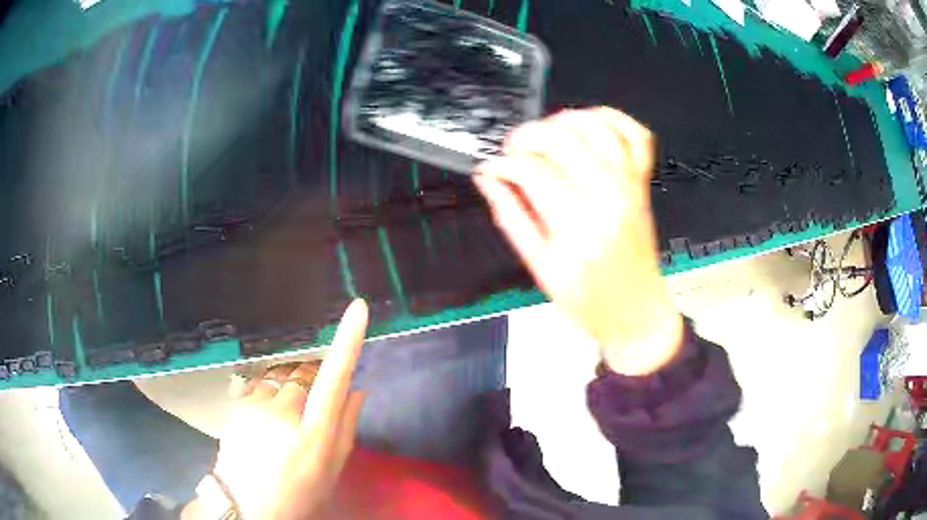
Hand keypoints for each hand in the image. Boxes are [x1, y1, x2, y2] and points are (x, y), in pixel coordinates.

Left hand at [184, 299, 368, 519]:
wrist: (247, 505)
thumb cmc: (299, 493)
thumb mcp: (332, 470)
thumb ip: (346, 428)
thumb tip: (357, 390)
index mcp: (316, 433)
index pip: (335, 378)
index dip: (347, 341)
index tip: (357, 308)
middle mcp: (285, 412)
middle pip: (305, 373)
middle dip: (311, 382)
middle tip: (309, 413)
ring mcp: (257, 406)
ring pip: (281, 377)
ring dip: (288, 388)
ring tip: (283, 422)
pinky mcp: (239, 404)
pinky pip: (261, 385)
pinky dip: (269, 395)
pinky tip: (265, 423)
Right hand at [474, 107, 682, 374]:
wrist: (636, 312)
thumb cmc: (591, 300)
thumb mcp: (540, 268)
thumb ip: (512, 218)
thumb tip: (489, 180)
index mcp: (577, 226)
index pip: (531, 171)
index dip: (502, 163)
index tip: (491, 167)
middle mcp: (607, 197)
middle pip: (562, 140)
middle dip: (526, 136)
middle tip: (513, 151)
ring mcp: (629, 186)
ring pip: (596, 128)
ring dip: (563, 120)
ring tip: (545, 134)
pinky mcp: (642, 184)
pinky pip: (637, 136)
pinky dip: (615, 119)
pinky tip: (590, 122)